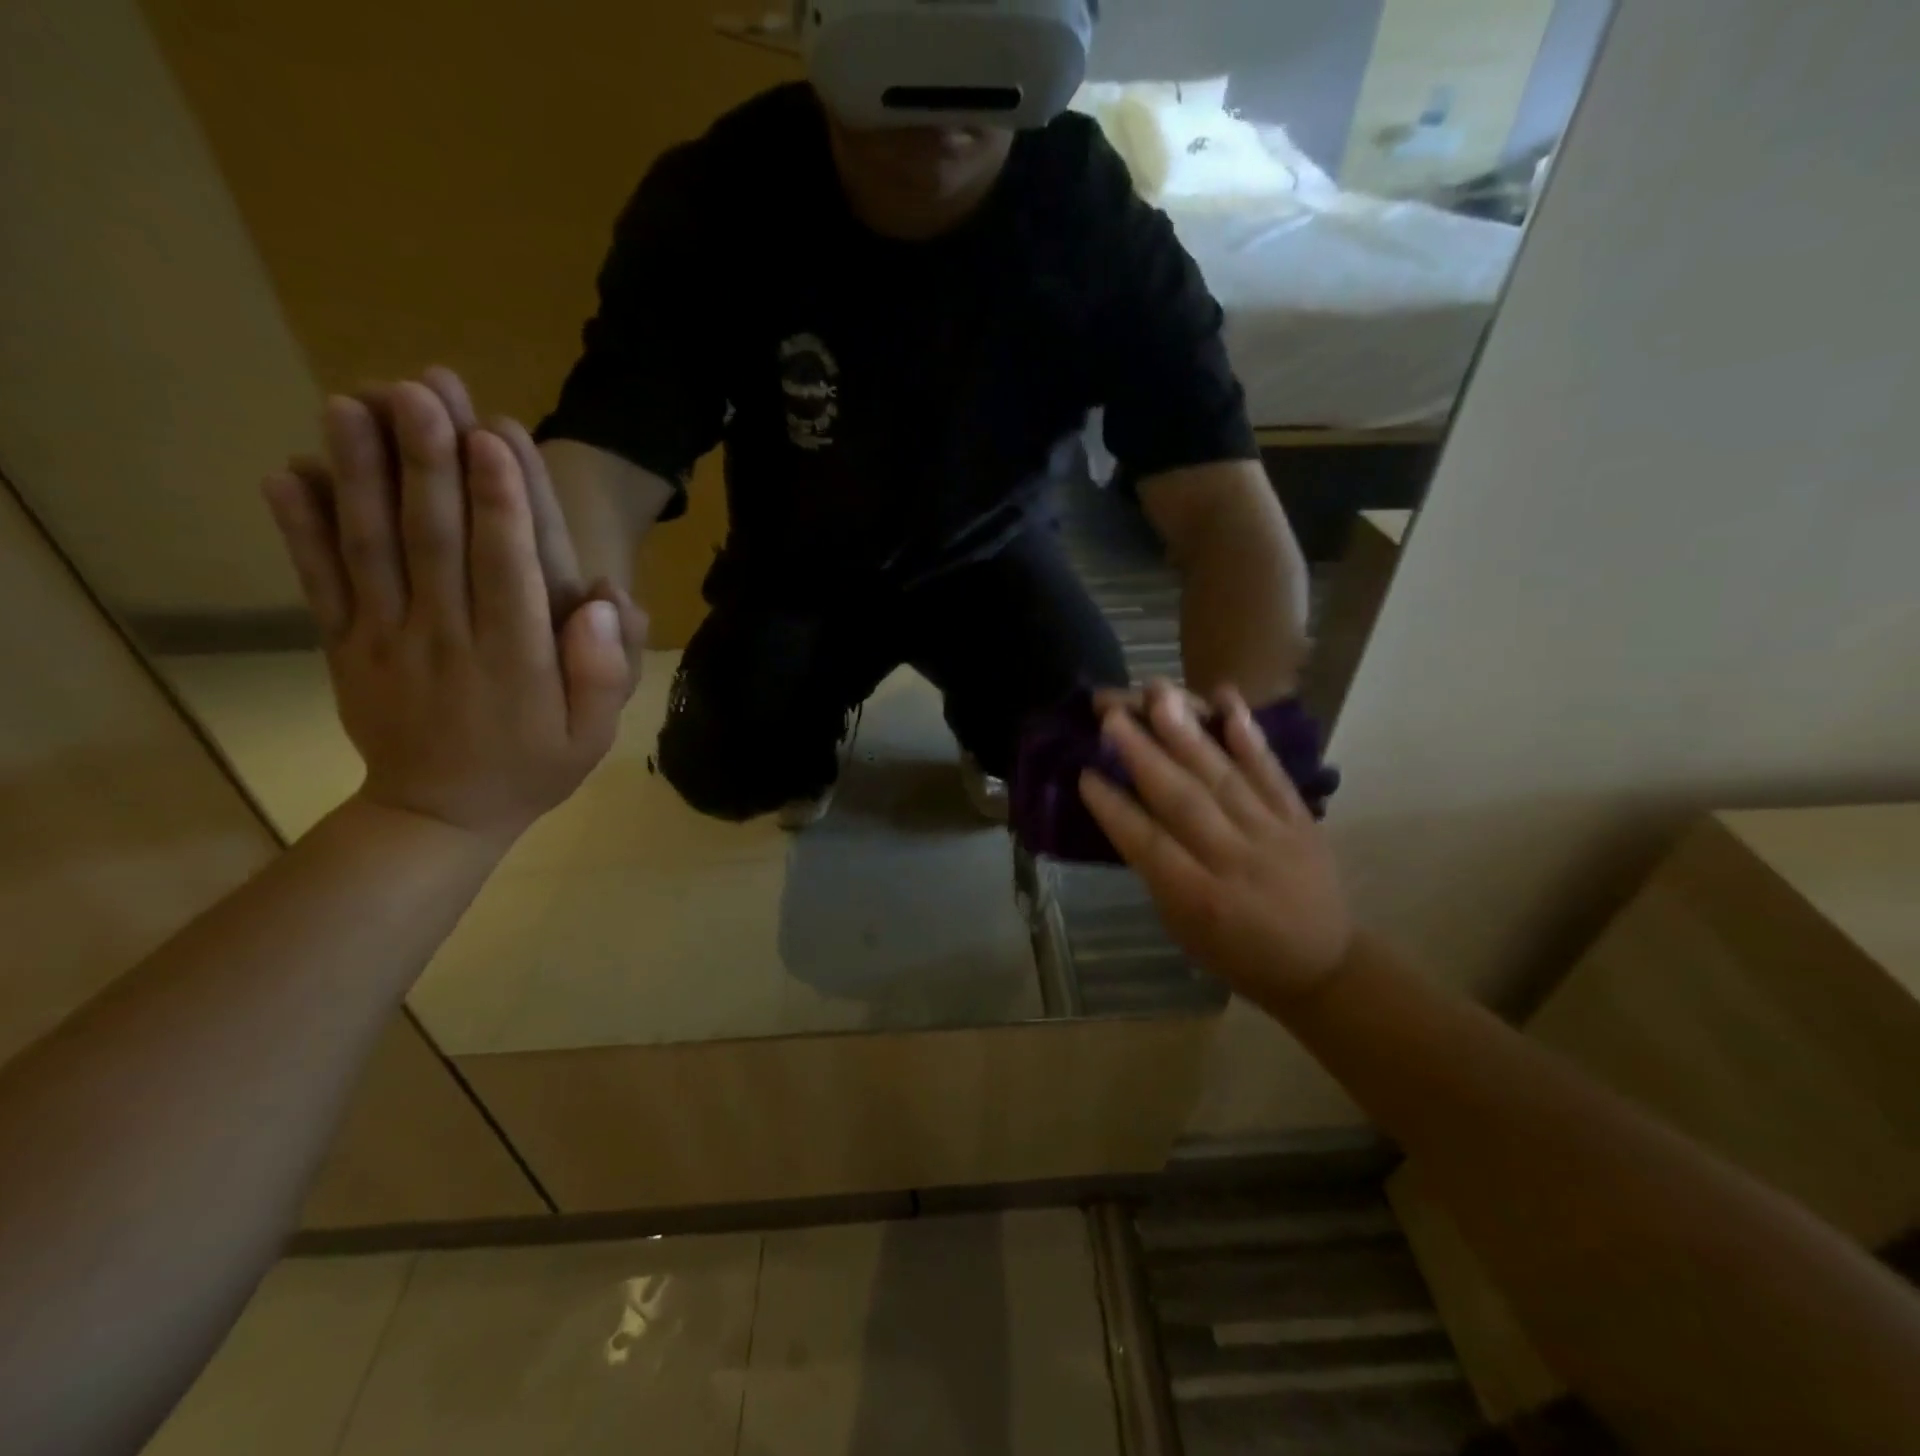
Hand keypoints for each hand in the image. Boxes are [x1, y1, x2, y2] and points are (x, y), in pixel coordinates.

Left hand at [262, 379, 645, 839]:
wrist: (441, 814)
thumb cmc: (533, 765)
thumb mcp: (593, 735)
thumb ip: (605, 674)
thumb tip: (609, 606)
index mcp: (516, 658)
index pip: (509, 569)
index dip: (501, 503)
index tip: (493, 438)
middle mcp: (449, 638)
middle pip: (436, 542)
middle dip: (429, 464)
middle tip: (420, 390)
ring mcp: (388, 640)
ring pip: (373, 549)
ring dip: (361, 476)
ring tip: (351, 404)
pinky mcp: (346, 646)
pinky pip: (320, 584)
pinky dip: (300, 529)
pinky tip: (287, 472)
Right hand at [1077, 680, 1353, 1001]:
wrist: (1323, 966)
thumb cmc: (1236, 953)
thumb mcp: (1183, 928)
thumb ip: (1157, 872)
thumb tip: (1127, 813)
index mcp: (1199, 898)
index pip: (1148, 844)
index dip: (1114, 809)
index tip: (1085, 773)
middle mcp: (1234, 861)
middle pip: (1182, 800)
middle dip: (1143, 754)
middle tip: (1111, 714)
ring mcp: (1272, 834)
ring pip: (1223, 777)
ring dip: (1188, 732)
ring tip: (1158, 694)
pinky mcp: (1299, 817)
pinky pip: (1272, 771)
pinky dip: (1249, 735)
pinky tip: (1228, 699)